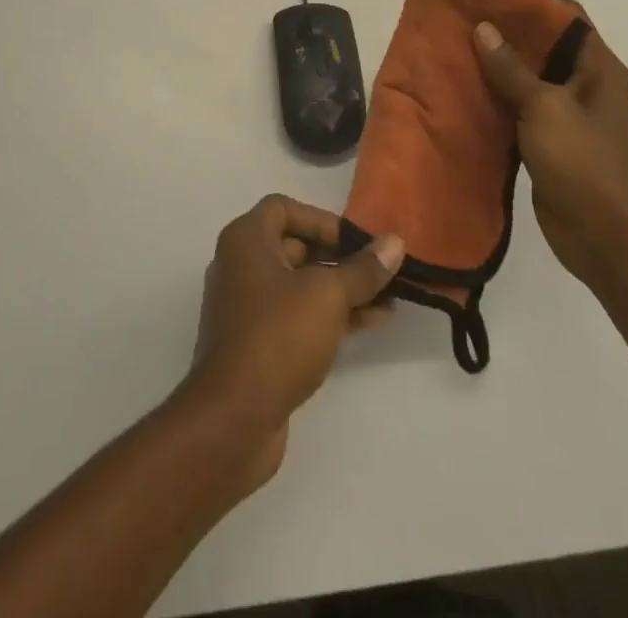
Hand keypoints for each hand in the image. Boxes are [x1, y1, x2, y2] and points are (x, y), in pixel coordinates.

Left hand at [184, 196, 402, 492]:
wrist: (233, 418)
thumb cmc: (277, 336)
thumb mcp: (327, 296)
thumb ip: (362, 269)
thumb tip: (394, 242)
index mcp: (245, 240)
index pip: (283, 208)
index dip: (321, 219)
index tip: (356, 240)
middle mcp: (240, 265)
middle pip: (294, 246)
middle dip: (339, 257)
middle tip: (379, 271)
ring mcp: (246, 306)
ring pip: (300, 285)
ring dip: (341, 289)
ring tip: (388, 300)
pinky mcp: (256, 343)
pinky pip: (297, 315)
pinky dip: (329, 315)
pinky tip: (370, 324)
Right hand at [473, 17, 627, 285]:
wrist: (605, 238)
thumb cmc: (583, 163)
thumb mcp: (544, 108)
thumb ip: (511, 69)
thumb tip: (483, 28)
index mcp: (599, 69)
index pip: (568, 18)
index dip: (532, 1)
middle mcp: (586, 86)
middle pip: (546, 46)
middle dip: (507, 32)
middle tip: (464, 20)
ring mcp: (569, 116)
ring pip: (529, 78)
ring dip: (498, 66)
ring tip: (456, 50)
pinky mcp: (550, 142)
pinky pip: (520, 108)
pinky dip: (496, 98)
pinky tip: (464, 92)